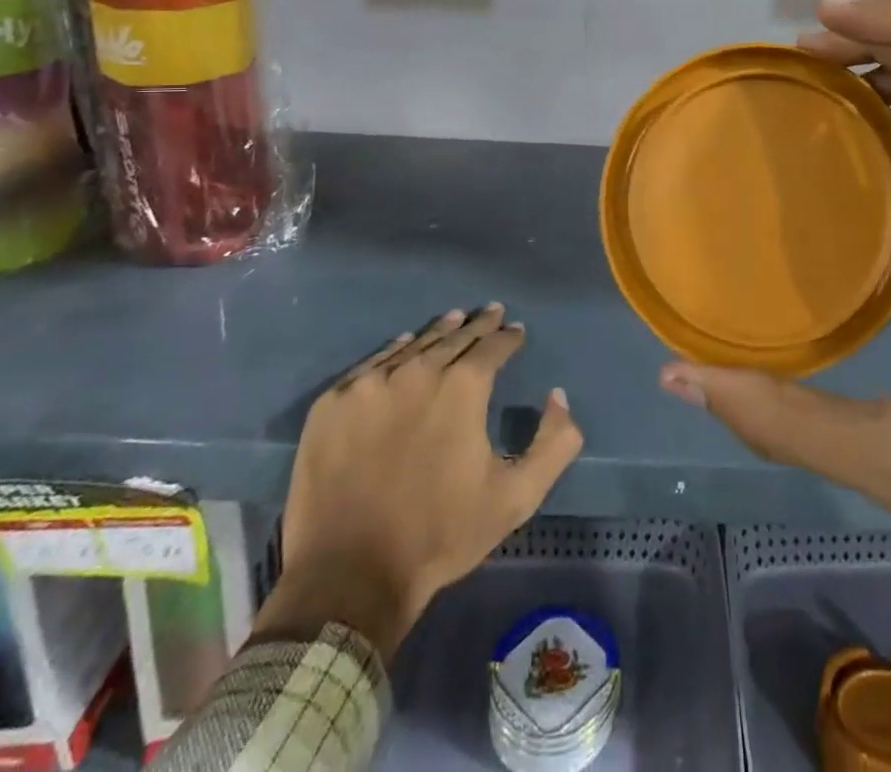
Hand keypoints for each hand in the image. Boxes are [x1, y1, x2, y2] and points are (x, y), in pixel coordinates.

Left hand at [256, 305, 581, 663]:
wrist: (349, 579)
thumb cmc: (440, 535)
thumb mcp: (516, 497)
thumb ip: (555, 444)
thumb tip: (558, 396)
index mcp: (463, 387)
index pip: (494, 345)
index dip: (509, 337)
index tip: (517, 331)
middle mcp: (418, 371)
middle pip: (455, 337)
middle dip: (478, 325)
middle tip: (491, 312)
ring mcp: (370, 385)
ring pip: (413, 345)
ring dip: (439, 332)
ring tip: (454, 319)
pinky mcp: (332, 404)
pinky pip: (371, 365)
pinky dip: (393, 351)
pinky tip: (403, 346)